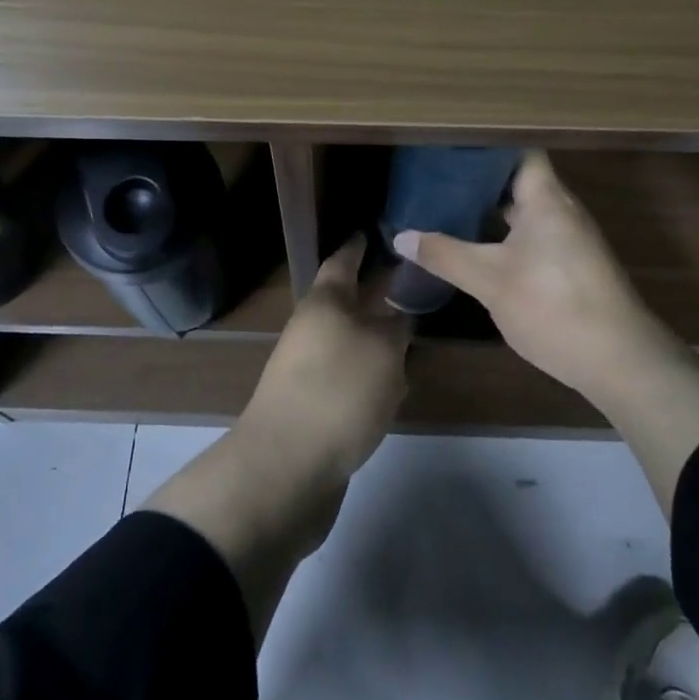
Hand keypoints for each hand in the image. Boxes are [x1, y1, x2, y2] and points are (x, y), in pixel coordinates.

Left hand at [143, 235, 407, 641]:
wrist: (286, 468)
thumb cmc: (338, 391)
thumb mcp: (383, 349)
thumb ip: (396, 327)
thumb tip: (397, 315)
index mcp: (324, 303)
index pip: (342, 262)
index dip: (358, 247)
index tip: (373, 231)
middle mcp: (311, 330)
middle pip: (345, 304)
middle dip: (374, 295)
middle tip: (410, 286)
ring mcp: (308, 370)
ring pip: (349, 344)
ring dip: (376, 341)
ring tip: (412, 339)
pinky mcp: (312, 408)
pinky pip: (347, 381)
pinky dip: (370, 379)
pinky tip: (393, 392)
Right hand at [392, 151, 668, 412]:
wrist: (621, 362)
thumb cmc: (554, 306)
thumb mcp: (490, 281)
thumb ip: (445, 255)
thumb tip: (401, 237)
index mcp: (546, 197)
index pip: (517, 149)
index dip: (484, 143)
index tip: (448, 142)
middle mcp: (561, 208)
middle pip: (517, 177)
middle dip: (478, 176)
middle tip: (434, 173)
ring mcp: (569, 237)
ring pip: (524, 207)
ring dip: (490, 206)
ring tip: (446, 202)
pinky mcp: (571, 263)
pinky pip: (531, 231)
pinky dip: (503, 230)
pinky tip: (475, 243)